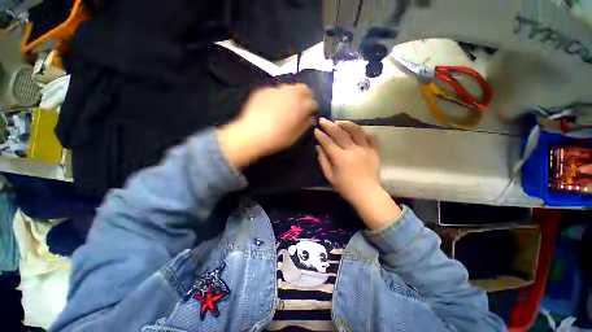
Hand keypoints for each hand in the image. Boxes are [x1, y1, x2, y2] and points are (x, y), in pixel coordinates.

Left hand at [218, 84, 317, 167]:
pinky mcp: (264, 90)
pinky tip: (273, 105)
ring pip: (290, 87)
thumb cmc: (276, 138)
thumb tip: (311, 118)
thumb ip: (305, 125)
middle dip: (306, 96)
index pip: (313, 103)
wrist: (251, 134)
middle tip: (302, 105)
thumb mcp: (295, 136)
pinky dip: (278, 96)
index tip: (311, 113)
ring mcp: (276, 90)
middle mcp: (290, 94)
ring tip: (288, 104)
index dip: (313, 108)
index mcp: (300, 106)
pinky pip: (275, 90)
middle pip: (304, 88)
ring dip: (293, 94)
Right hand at [314, 118, 400, 229]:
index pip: (328, 143)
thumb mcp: (330, 176)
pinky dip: (364, 132)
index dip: (321, 135)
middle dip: (329, 125)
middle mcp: (353, 150)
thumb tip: (318, 147)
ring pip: (356, 130)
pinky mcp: (375, 151)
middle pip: (340, 133)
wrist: (367, 194)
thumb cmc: (346, 188)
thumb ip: (323, 161)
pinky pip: (371, 137)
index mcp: (341, 158)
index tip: (316, 130)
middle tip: (323, 120)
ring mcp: (366, 149)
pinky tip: (357, 132)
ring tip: (339, 122)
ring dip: (346, 124)